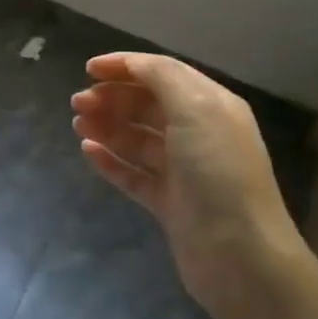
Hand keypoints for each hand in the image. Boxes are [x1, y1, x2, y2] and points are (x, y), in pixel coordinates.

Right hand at [71, 52, 303, 318]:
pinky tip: (88, 151)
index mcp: (211, 106)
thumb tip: (131, 63)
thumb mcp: (196, 109)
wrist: (239, 255)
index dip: (126, 67)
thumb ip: (162, 77)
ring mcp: (183, 171)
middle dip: (112, 98)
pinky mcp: (169, 203)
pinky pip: (134, 174)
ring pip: (138, 139)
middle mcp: (199, 134)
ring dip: (108, 126)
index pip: (163, 74)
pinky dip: (111, 160)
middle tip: (78, 103)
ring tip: (78, 124)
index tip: (88, 69)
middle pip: (148, 106)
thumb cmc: (217, 171)